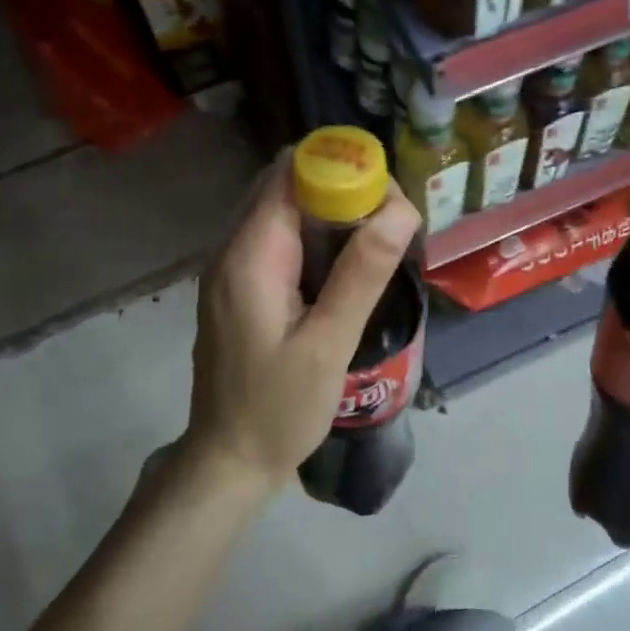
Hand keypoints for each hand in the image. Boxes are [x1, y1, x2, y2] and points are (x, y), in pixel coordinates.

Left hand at [180, 153, 420, 499]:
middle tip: (392, 219)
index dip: (340, 168)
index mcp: (249, 256)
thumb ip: (362, 274)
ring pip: (283, 213)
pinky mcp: (240, 291)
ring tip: (379, 239)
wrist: (229, 461)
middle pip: (285, 187)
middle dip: (340, 187)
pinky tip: (347, 267)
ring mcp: (231, 272)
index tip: (388, 195)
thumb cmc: (279, 409)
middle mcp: (232, 252)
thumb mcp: (328, 345)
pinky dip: (315, 239)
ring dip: (330, 213)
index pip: (290, 175)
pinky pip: (279, 243)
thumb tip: (400, 209)